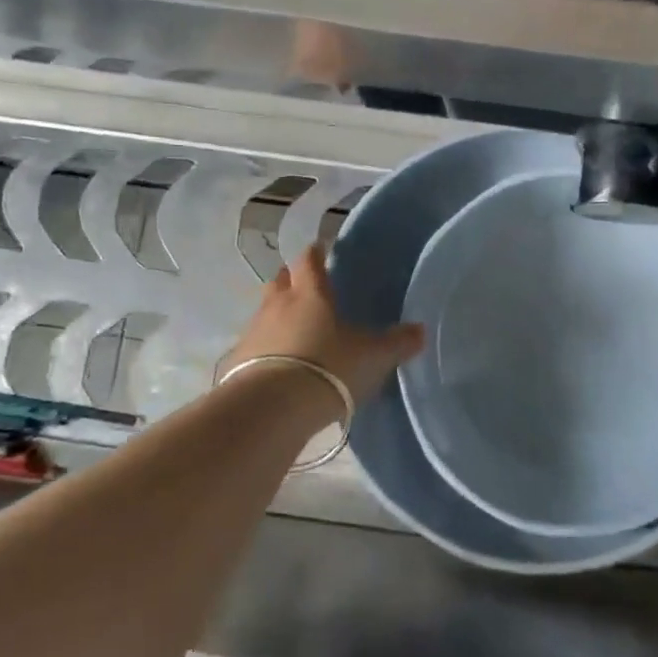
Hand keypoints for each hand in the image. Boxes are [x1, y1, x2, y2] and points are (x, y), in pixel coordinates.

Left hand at [225, 247, 424, 404]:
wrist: (273, 407)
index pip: (309, 260)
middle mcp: (277, 305)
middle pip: (280, 281)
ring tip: (293, 332)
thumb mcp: (373, 357)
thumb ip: (397, 343)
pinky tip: (275, 365)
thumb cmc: (329, 368)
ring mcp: (253, 333)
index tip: (320, 249)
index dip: (315, 253)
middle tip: (305, 289)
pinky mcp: (237, 362)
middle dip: (291, 280)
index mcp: (310, 294)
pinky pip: (253, 347)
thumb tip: (420, 331)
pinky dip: (264, 350)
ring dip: (276, 317)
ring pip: (264, 313)